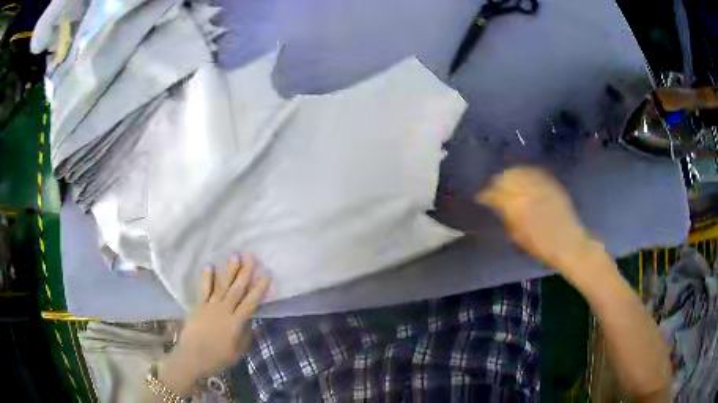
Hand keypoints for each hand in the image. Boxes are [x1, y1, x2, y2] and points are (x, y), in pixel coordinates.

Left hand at [158, 254, 269, 393]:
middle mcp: (224, 311)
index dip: (259, 289)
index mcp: (236, 323)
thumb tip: (250, 323)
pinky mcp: (199, 306)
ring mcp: (210, 306)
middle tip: (251, 256)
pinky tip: (209, 266)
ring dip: (229, 270)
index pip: (250, 303)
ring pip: (222, 285)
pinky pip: (204, 289)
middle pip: (237, 289)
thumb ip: (245, 336)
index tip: (266, 275)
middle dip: (245, 272)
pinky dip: (207, 277)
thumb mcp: (237, 352)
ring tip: (235, 255)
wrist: (192, 357)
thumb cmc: (217, 358)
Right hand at [476, 167, 594, 276]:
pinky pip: (535, 171)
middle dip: (497, 181)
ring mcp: (541, 184)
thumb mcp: (518, 236)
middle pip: (506, 177)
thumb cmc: (541, 246)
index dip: (485, 194)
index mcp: (516, 206)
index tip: (481, 198)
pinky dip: (526, 172)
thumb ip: (506, 216)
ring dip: (510, 174)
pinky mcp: (551, 183)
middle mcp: (528, 190)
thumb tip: (496, 205)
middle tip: (493, 189)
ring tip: (507, 180)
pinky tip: (523, 176)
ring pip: (519, 171)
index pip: (494, 193)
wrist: (568, 242)